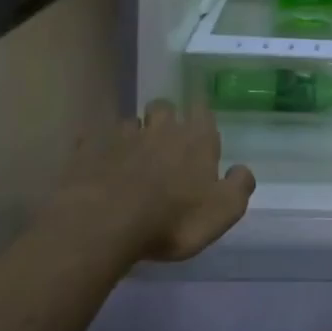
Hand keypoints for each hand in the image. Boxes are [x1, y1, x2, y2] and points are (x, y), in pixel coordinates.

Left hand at [66, 100, 255, 261]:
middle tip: (164, 137)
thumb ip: (239, 186)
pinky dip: (98, 147)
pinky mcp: (89, 150)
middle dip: (165, 116)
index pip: (203, 111)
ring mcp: (122, 136)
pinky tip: (98, 163)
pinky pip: (94, 139)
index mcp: (197, 139)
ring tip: (130, 154)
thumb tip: (242, 170)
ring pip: (130, 122)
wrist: (105, 224)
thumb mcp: (223, 211)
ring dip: (133, 133)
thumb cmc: (173, 219)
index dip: (201, 114)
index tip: (199, 123)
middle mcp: (161, 128)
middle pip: (164, 107)